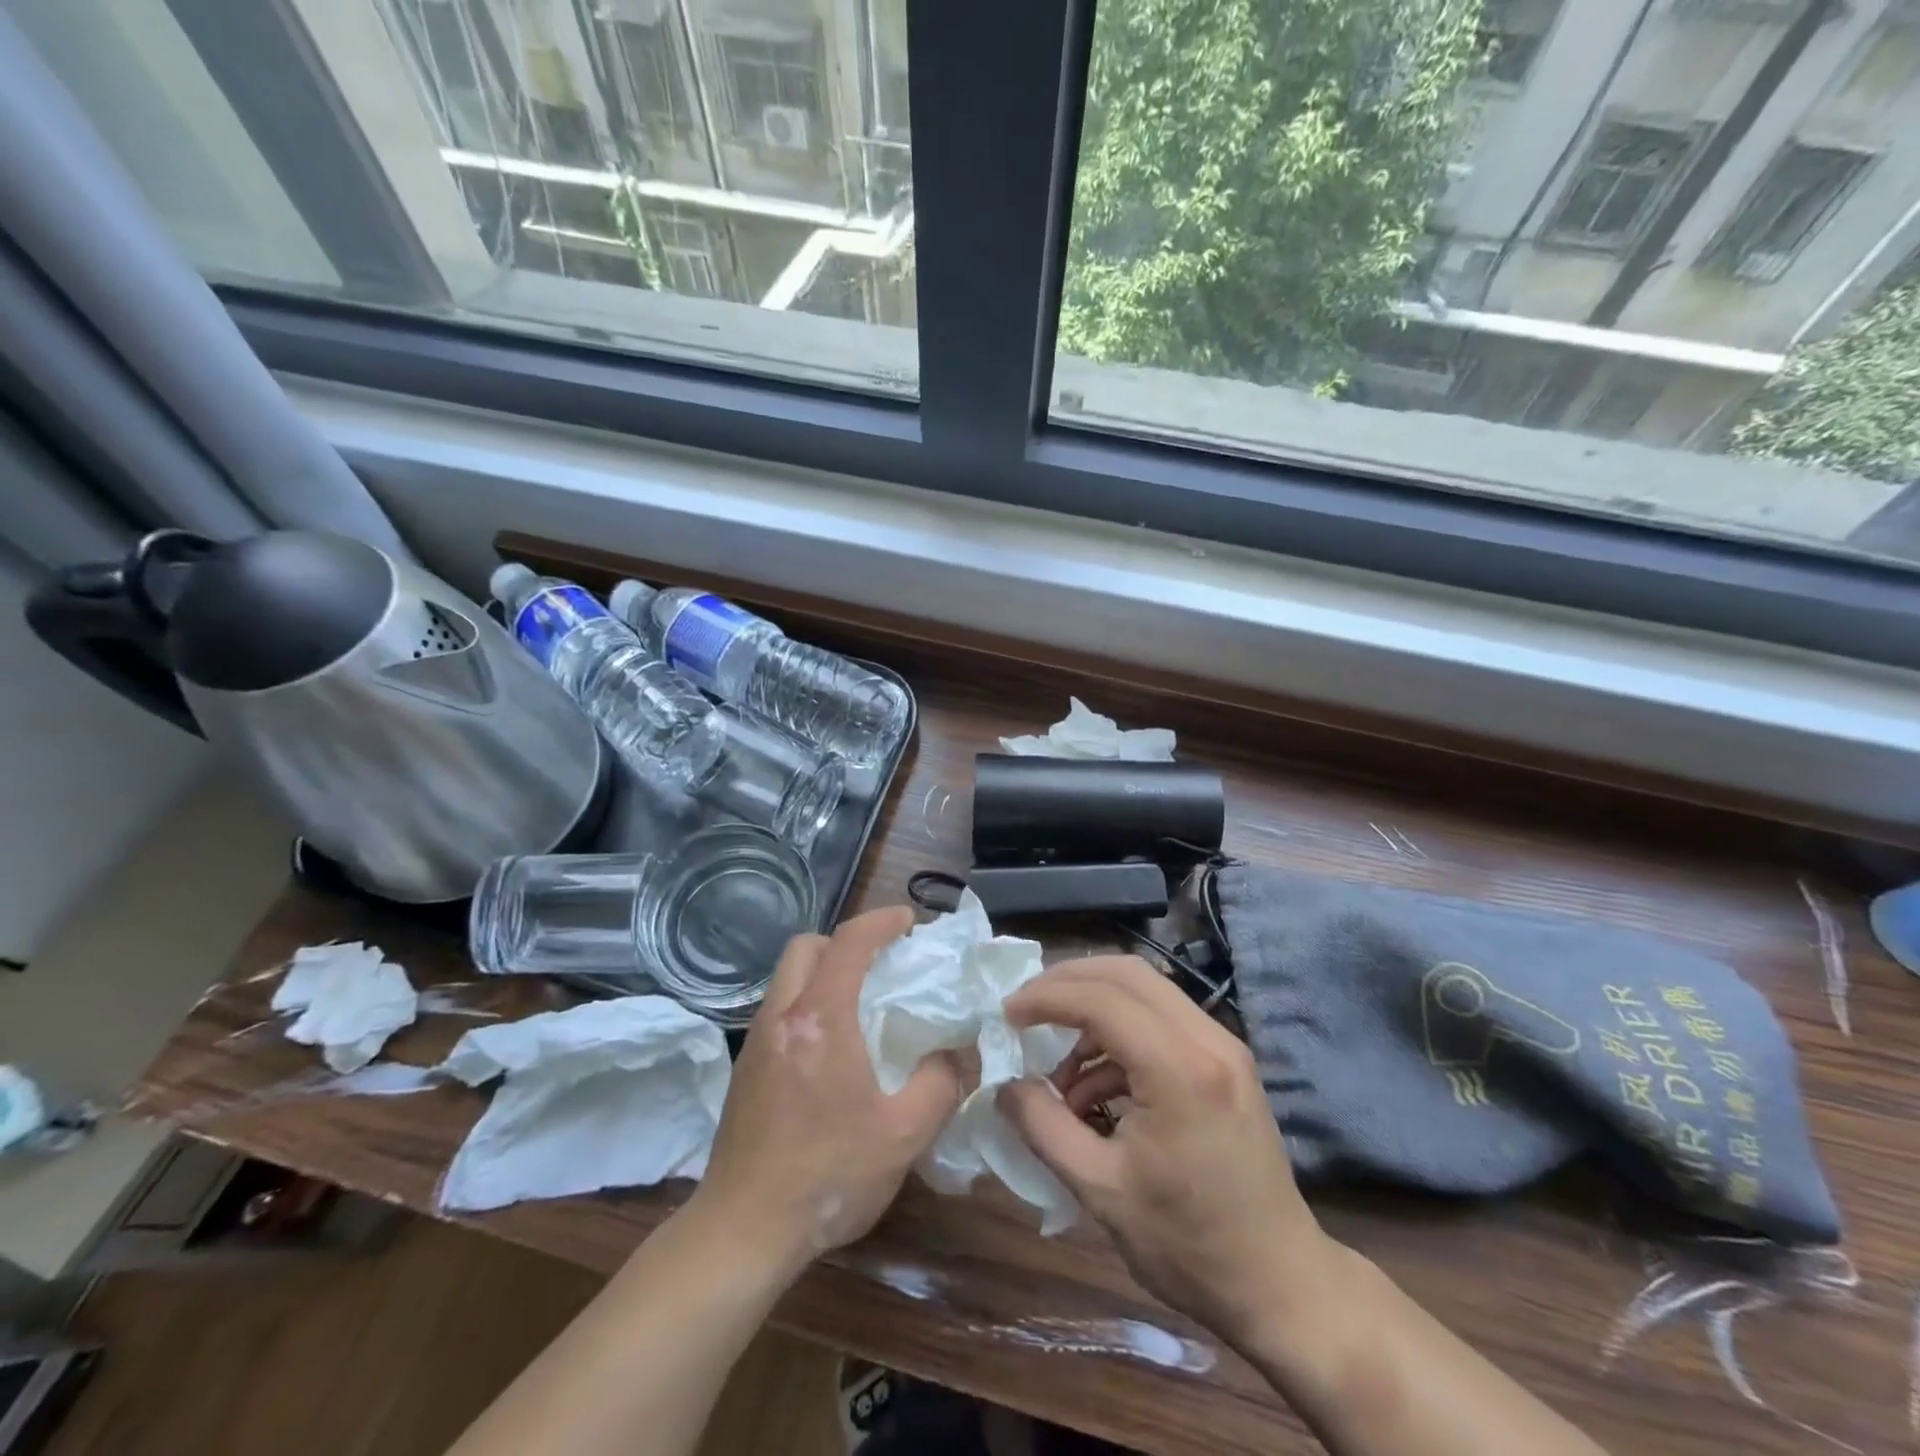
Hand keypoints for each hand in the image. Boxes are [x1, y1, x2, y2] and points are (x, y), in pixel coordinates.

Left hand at [690, 907, 962, 1275]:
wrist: (743, 1231)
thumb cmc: (828, 1176)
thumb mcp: (903, 1134)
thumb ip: (940, 1083)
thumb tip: (953, 1053)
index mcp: (820, 1020)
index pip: (849, 943)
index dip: (881, 921)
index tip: (909, 921)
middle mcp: (781, 1017)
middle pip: (806, 947)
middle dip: (844, 941)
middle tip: (880, 965)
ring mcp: (756, 1042)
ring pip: (788, 978)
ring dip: (823, 972)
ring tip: (860, 1004)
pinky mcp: (745, 1069)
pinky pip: (779, 1010)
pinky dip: (807, 1004)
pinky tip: (831, 1048)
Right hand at [998, 957, 1342, 1348]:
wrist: (1281, 1284)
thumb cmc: (1189, 1245)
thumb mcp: (1101, 1191)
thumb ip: (1043, 1127)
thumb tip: (1004, 1085)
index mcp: (1179, 1070)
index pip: (1100, 999)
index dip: (1045, 998)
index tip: (1005, 1015)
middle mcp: (1207, 1039)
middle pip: (1125, 973)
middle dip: (1067, 982)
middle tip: (1025, 1010)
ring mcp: (1223, 1045)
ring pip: (1145, 989)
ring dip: (1093, 1009)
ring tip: (1059, 1070)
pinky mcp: (1226, 1059)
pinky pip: (1161, 1019)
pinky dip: (1119, 1035)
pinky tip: (1095, 1088)